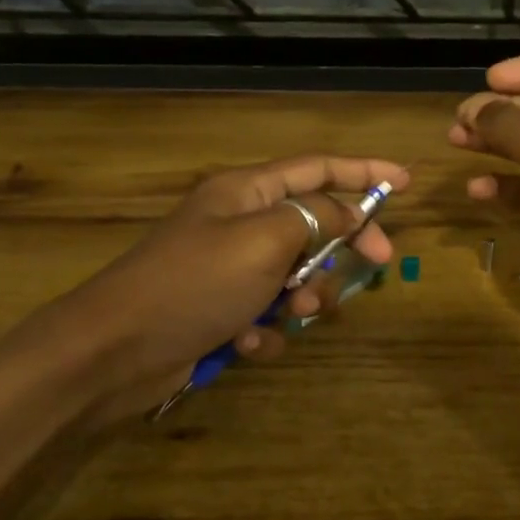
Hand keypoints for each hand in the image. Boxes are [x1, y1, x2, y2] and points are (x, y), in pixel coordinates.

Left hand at [27, 154, 407, 422]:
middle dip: (344, 245)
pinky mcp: (220, 311)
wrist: (115, 351)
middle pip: (313, 222)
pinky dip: (265, 331)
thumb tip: (350, 210)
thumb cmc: (195, 282)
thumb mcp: (264, 240)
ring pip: (295, 274)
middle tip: (380, 263)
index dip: (363, 171)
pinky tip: (245, 344)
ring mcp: (229, 269)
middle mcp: (240, 223)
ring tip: (289, 313)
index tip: (404, 182)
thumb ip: (315, 217)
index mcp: (247, 192)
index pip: (317, 168)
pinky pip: (266, 315)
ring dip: (303, 296)